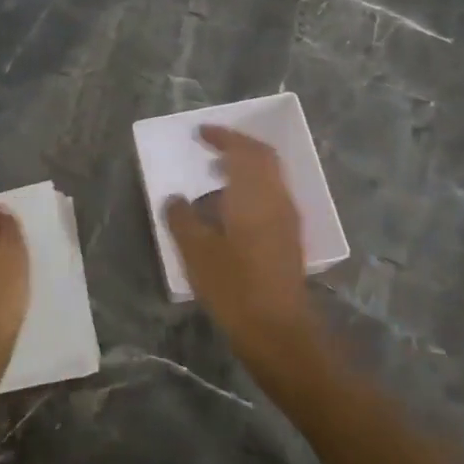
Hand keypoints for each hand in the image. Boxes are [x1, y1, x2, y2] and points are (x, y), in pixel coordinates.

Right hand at [164, 125, 322, 372]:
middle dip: (237, 147)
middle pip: (263, 158)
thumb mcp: (196, 252)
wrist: (278, 330)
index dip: (223, 136)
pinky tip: (230, 211)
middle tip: (210, 148)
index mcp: (255, 194)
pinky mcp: (289, 239)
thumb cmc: (234, 287)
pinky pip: (271, 196)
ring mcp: (287, 219)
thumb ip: (182, 219)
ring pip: (269, 178)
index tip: (200, 133)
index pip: (244, 150)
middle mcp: (277, 199)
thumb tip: (175, 199)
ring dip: (245, 169)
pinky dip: (251, 189)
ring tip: (214, 177)